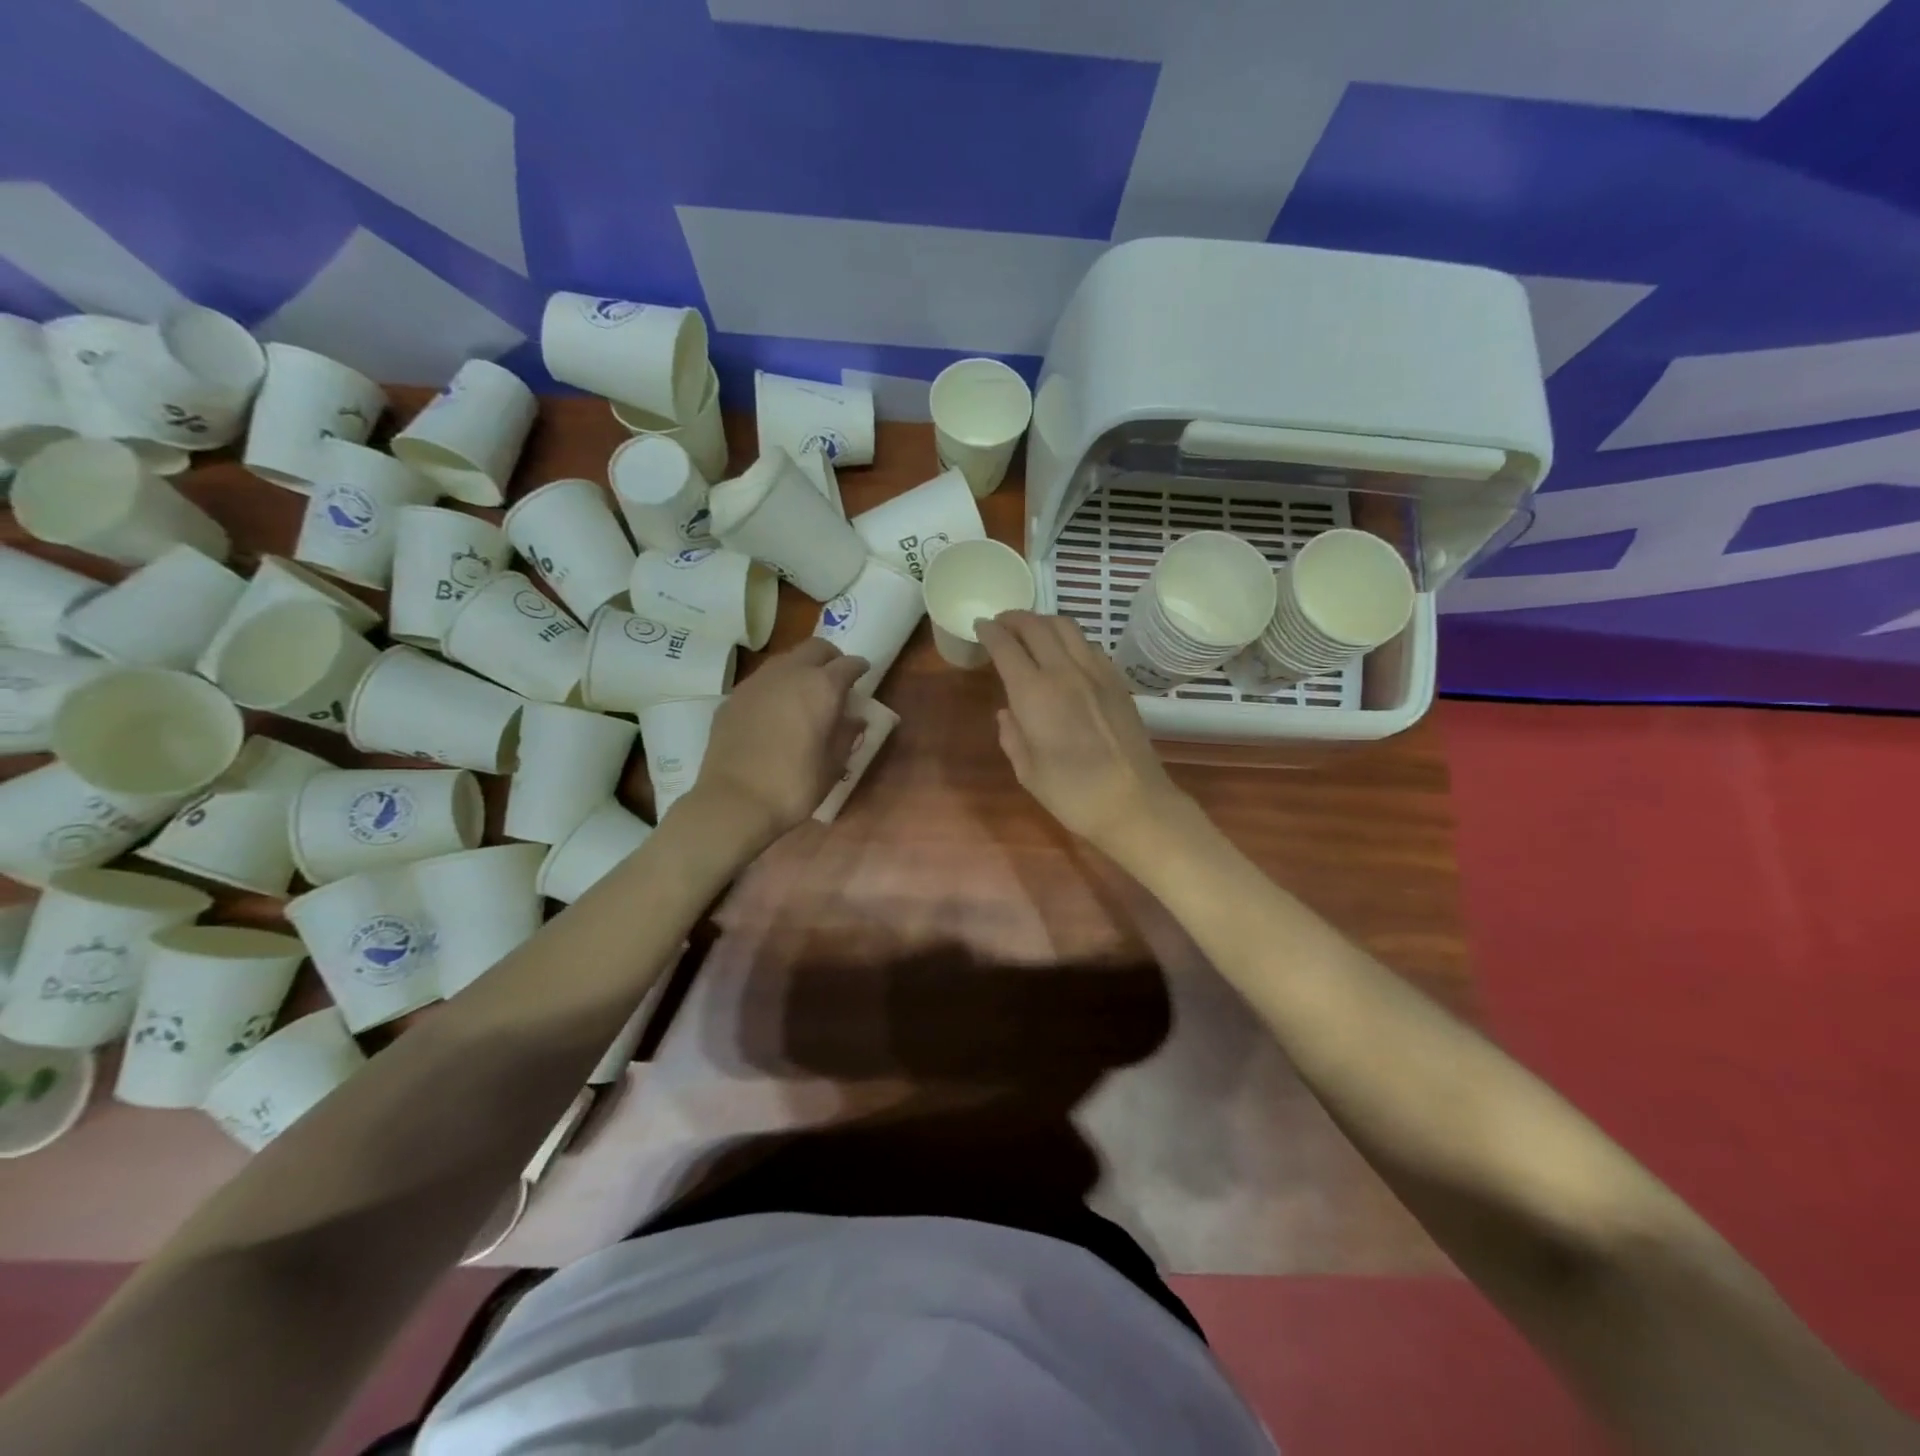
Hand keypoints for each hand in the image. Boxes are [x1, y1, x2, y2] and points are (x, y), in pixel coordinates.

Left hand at [680, 638, 868, 849]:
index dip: (859, 668)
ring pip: (785, 659)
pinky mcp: (733, 697)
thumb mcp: (832, 765)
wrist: (734, 800)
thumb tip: (855, 719)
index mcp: (822, 687)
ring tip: (805, 692)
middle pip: (816, 648)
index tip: (864, 673)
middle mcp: (789, 673)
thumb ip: (846, 735)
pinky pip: (761, 680)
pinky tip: (775, 711)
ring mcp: (757, 682)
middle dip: (830, 657)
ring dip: (801, 668)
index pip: (848, 664)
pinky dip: (775, 686)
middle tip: (836, 677)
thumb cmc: (794, 785)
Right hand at [976, 611, 1183, 851]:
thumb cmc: (1073, 794)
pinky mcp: (1117, 681)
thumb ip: (1012, 736)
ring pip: (1066, 627)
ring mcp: (1096, 673)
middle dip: (1014, 619)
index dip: (990, 632)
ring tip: (1030, 631)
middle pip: (1036, 626)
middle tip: (1001, 623)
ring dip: (1042, 622)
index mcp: (1034, 694)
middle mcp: (1064, 672)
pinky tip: (1064, 653)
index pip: (1006, 647)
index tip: (980, 626)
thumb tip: (1007, 713)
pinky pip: (1088, 645)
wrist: (1134, 802)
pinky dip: (1069, 639)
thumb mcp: (1028, 772)